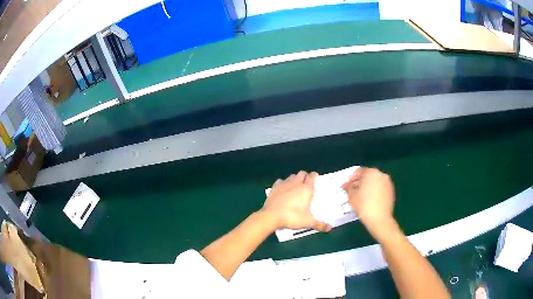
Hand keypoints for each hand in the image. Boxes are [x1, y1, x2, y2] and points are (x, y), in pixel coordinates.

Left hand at [261, 171, 330, 231]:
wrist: (271, 216)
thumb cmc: (292, 217)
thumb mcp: (308, 222)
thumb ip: (320, 224)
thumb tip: (330, 228)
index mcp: (306, 189)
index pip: (313, 176)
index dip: (315, 177)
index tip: (316, 181)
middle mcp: (296, 183)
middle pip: (302, 173)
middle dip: (305, 177)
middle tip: (306, 186)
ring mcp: (284, 184)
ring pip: (291, 176)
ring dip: (294, 179)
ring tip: (295, 188)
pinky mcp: (274, 187)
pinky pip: (280, 181)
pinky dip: (283, 184)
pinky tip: (283, 190)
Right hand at [342, 168, 395, 234]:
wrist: (379, 218)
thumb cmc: (363, 205)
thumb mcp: (351, 195)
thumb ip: (348, 187)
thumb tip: (346, 185)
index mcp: (370, 172)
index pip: (358, 171)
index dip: (351, 178)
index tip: (346, 186)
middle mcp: (381, 174)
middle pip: (367, 176)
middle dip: (360, 182)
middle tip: (353, 191)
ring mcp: (388, 183)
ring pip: (375, 182)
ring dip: (368, 187)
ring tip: (361, 197)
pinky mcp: (391, 191)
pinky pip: (380, 188)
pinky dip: (375, 191)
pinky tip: (370, 200)